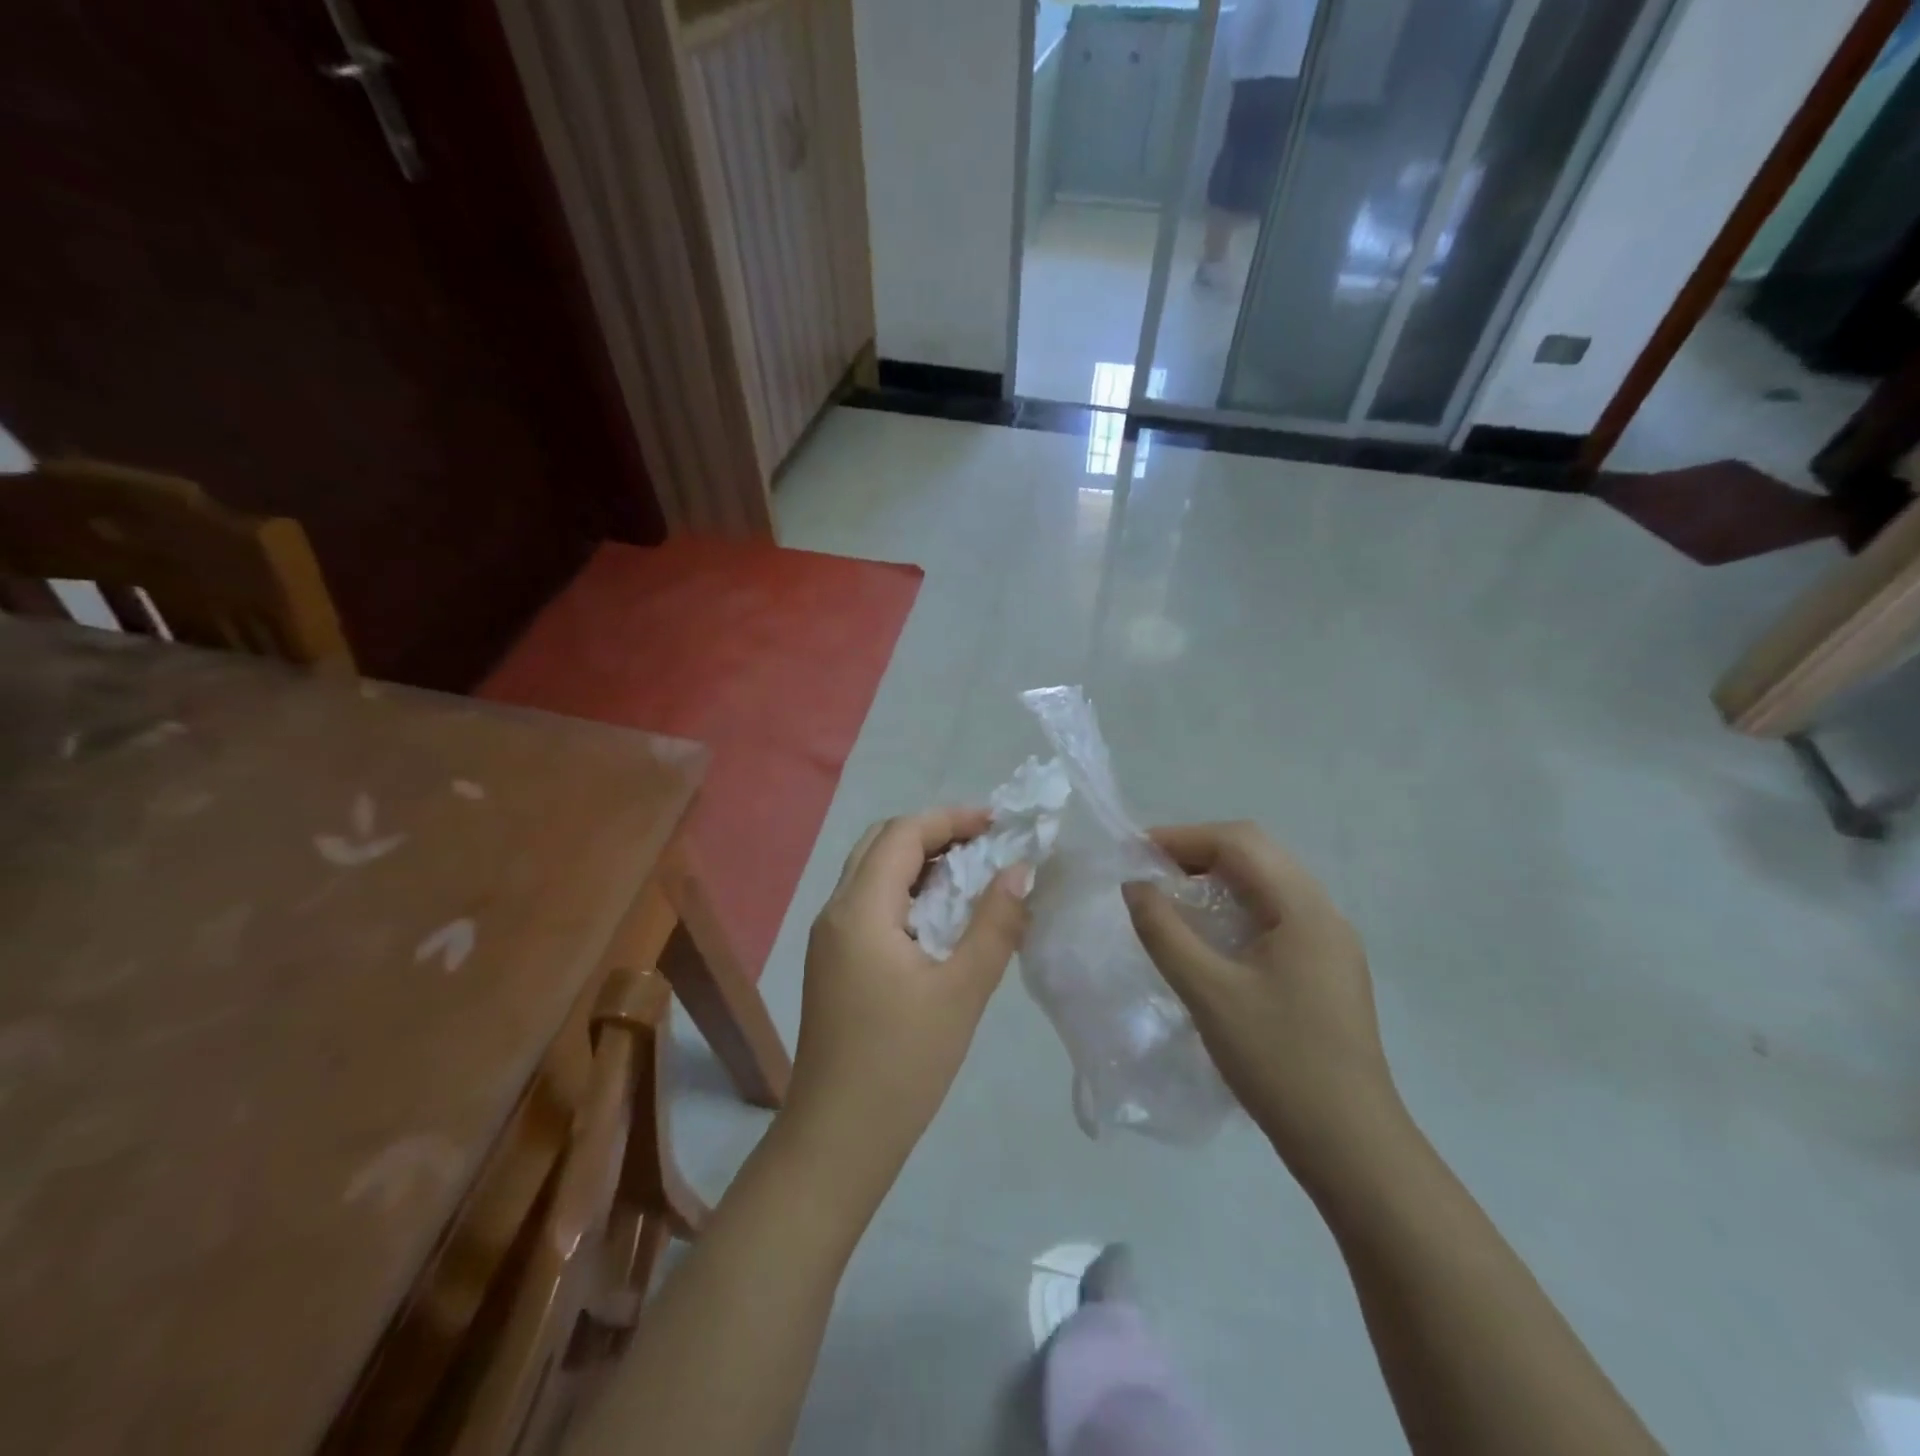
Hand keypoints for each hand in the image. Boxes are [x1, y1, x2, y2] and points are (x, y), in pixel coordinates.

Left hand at [785, 808, 1030, 1198]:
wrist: (838, 1138)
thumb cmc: (903, 1064)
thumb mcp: (962, 991)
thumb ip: (995, 925)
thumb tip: (1019, 871)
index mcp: (859, 910)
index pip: (902, 834)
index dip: (949, 819)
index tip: (997, 824)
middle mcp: (835, 912)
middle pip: (880, 844)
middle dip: (933, 833)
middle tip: (985, 845)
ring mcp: (828, 938)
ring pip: (872, 873)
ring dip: (919, 862)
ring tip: (970, 874)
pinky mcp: (833, 962)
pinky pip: (869, 904)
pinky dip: (906, 892)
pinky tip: (940, 917)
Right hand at [1122, 822, 1403, 1192]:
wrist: (1350, 1144)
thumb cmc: (1278, 1062)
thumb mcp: (1208, 993)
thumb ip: (1164, 932)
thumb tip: (1135, 886)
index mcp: (1304, 909)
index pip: (1241, 842)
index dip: (1184, 838)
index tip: (1137, 855)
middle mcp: (1324, 914)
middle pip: (1257, 855)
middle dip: (1199, 854)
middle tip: (1150, 873)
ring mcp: (1330, 943)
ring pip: (1267, 885)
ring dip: (1218, 880)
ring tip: (1171, 898)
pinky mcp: (1326, 969)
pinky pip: (1276, 916)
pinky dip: (1236, 909)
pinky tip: (1209, 936)